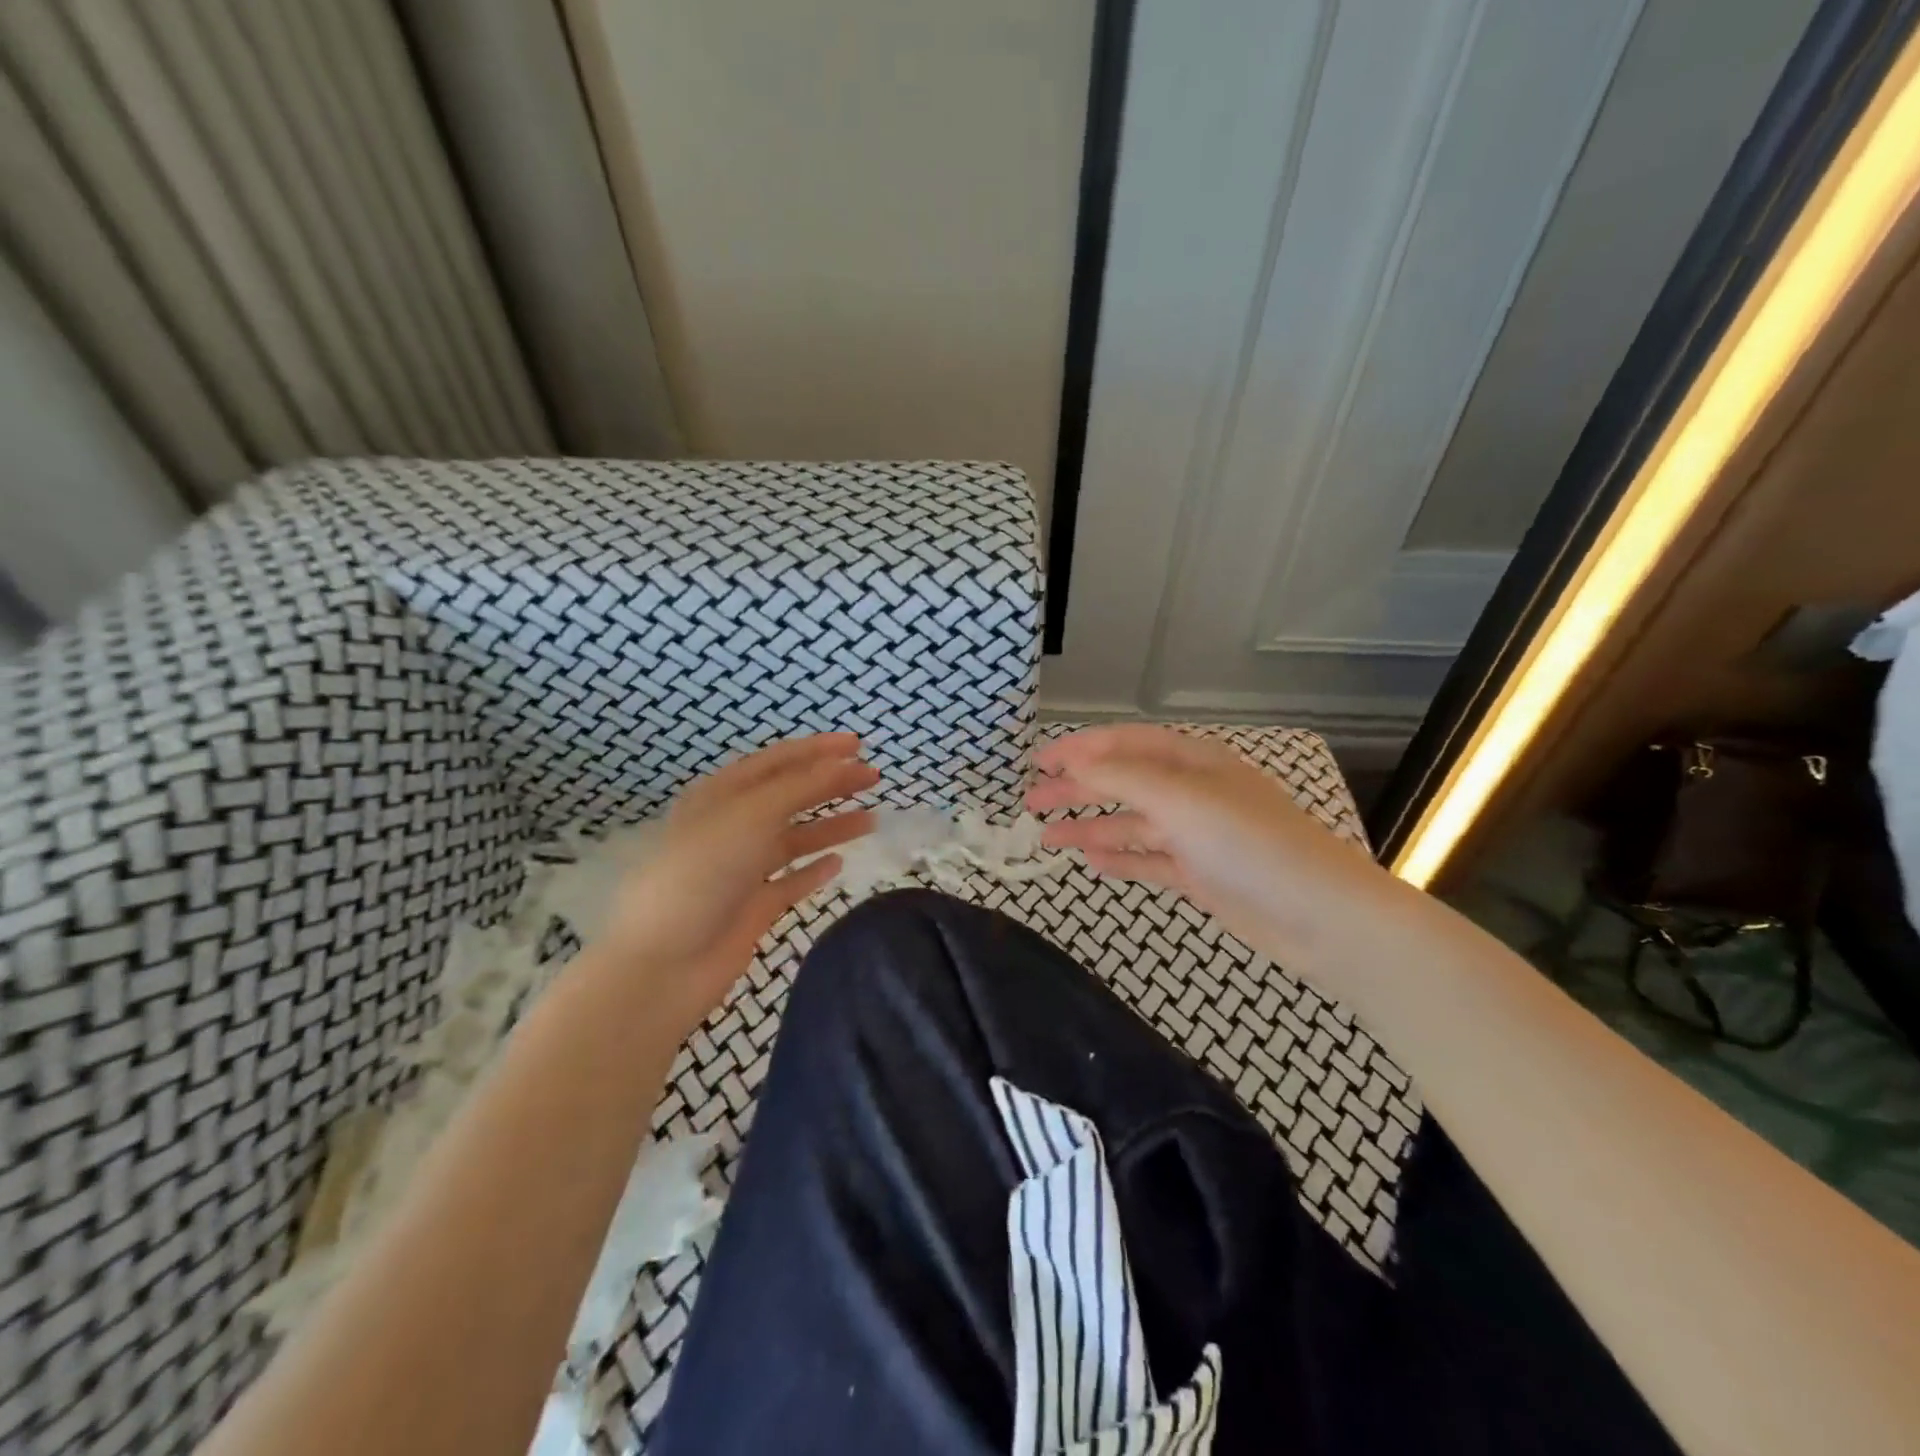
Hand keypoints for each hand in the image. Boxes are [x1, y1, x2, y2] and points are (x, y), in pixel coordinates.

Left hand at [601, 733, 876, 1036]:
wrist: (666, 961)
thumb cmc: (704, 873)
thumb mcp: (752, 814)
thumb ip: (801, 786)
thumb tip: (843, 763)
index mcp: (721, 795)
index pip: (776, 761)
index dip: (817, 749)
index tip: (858, 744)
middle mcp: (732, 827)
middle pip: (789, 796)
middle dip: (831, 783)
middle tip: (873, 778)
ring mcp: (742, 869)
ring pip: (795, 838)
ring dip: (831, 826)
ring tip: (871, 820)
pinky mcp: (753, 906)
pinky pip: (791, 881)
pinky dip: (814, 870)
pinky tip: (839, 864)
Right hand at [1025, 725, 1384, 962]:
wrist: (1321, 916)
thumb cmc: (1251, 844)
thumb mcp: (1182, 800)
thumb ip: (1123, 779)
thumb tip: (1073, 765)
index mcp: (1193, 761)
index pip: (1125, 744)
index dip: (1079, 749)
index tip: (1037, 762)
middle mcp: (1193, 792)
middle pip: (1123, 782)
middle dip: (1077, 789)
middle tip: (1030, 801)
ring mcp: (1197, 835)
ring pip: (1131, 823)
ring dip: (1091, 827)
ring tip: (1046, 836)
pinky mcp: (1201, 874)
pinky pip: (1149, 859)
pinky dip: (1121, 859)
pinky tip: (1092, 863)